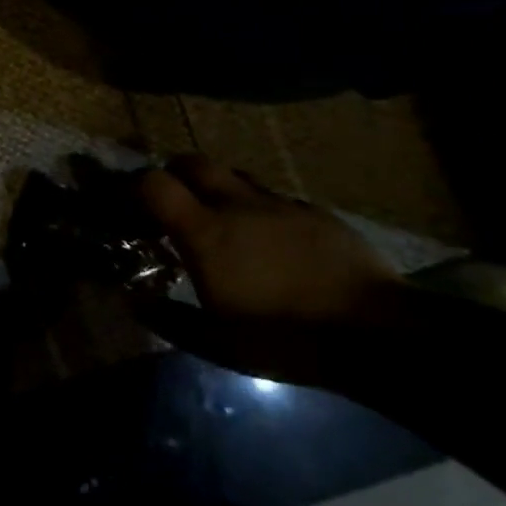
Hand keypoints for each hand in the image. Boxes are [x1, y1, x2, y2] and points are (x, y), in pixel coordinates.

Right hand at [138, 156, 401, 387]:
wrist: (376, 332)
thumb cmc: (283, 336)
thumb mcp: (215, 343)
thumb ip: (168, 319)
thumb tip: (133, 302)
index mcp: (205, 231)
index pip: (154, 183)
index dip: (135, 187)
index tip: (130, 206)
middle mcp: (237, 204)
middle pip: (193, 162)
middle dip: (174, 174)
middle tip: (172, 204)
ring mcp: (280, 203)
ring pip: (236, 175)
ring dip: (218, 188)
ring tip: (222, 220)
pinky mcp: (316, 212)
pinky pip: (275, 198)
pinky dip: (260, 209)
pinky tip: (272, 240)